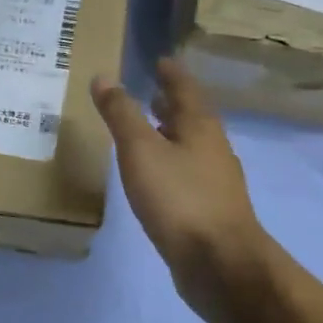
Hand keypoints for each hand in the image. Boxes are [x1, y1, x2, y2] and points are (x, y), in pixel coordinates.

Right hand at [92, 58, 269, 300]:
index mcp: (200, 127)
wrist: (218, 262)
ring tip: (149, 132)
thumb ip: (121, 114)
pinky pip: (188, 174)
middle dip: (171, 104)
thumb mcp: (140, 150)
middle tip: (151, 92)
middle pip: (192, 117)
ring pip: (191, 147)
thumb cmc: (179, 198)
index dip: (171, 74)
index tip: (160, 60)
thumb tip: (104, 77)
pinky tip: (156, 177)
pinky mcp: (209, 210)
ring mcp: (215, 181)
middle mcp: (213, 148)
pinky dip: (171, 164)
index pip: (186, 89)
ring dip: (172, 135)